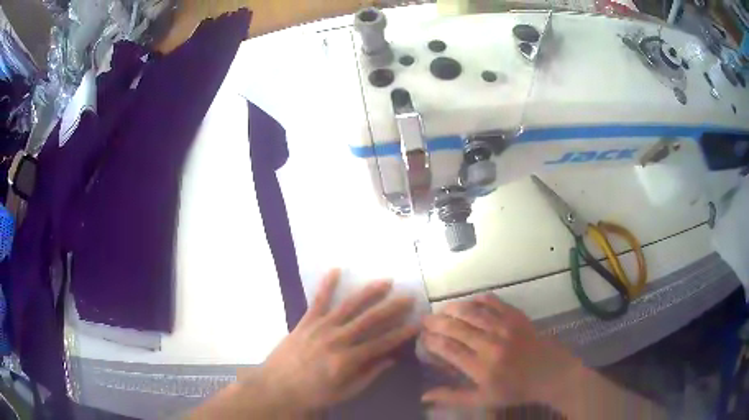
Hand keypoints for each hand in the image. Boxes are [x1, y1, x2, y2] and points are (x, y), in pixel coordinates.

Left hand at [250, 269, 417, 415]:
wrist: (276, 387)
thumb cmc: (313, 394)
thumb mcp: (345, 392)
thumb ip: (369, 375)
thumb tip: (391, 359)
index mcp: (348, 360)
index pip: (382, 343)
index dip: (402, 333)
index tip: (417, 323)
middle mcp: (336, 339)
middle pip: (369, 320)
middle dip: (392, 308)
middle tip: (408, 297)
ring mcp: (319, 327)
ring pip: (348, 306)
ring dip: (368, 292)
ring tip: (385, 281)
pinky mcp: (305, 321)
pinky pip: (317, 300)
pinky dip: (327, 285)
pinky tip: (336, 270)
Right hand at [421, 294, 582, 407]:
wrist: (550, 373)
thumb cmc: (515, 390)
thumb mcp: (483, 400)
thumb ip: (452, 397)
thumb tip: (424, 396)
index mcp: (482, 368)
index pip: (448, 349)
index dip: (431, 341)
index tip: (423, 339)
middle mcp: (491, 344)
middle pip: (456, 327)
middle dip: (436, 322)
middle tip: (425, 320)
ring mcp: (505, 327)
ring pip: (471, 311)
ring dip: (452, 308)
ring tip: (442, 310)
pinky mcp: (516, 316)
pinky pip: (492, 301)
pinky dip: (477, 299)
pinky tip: (469, 303)